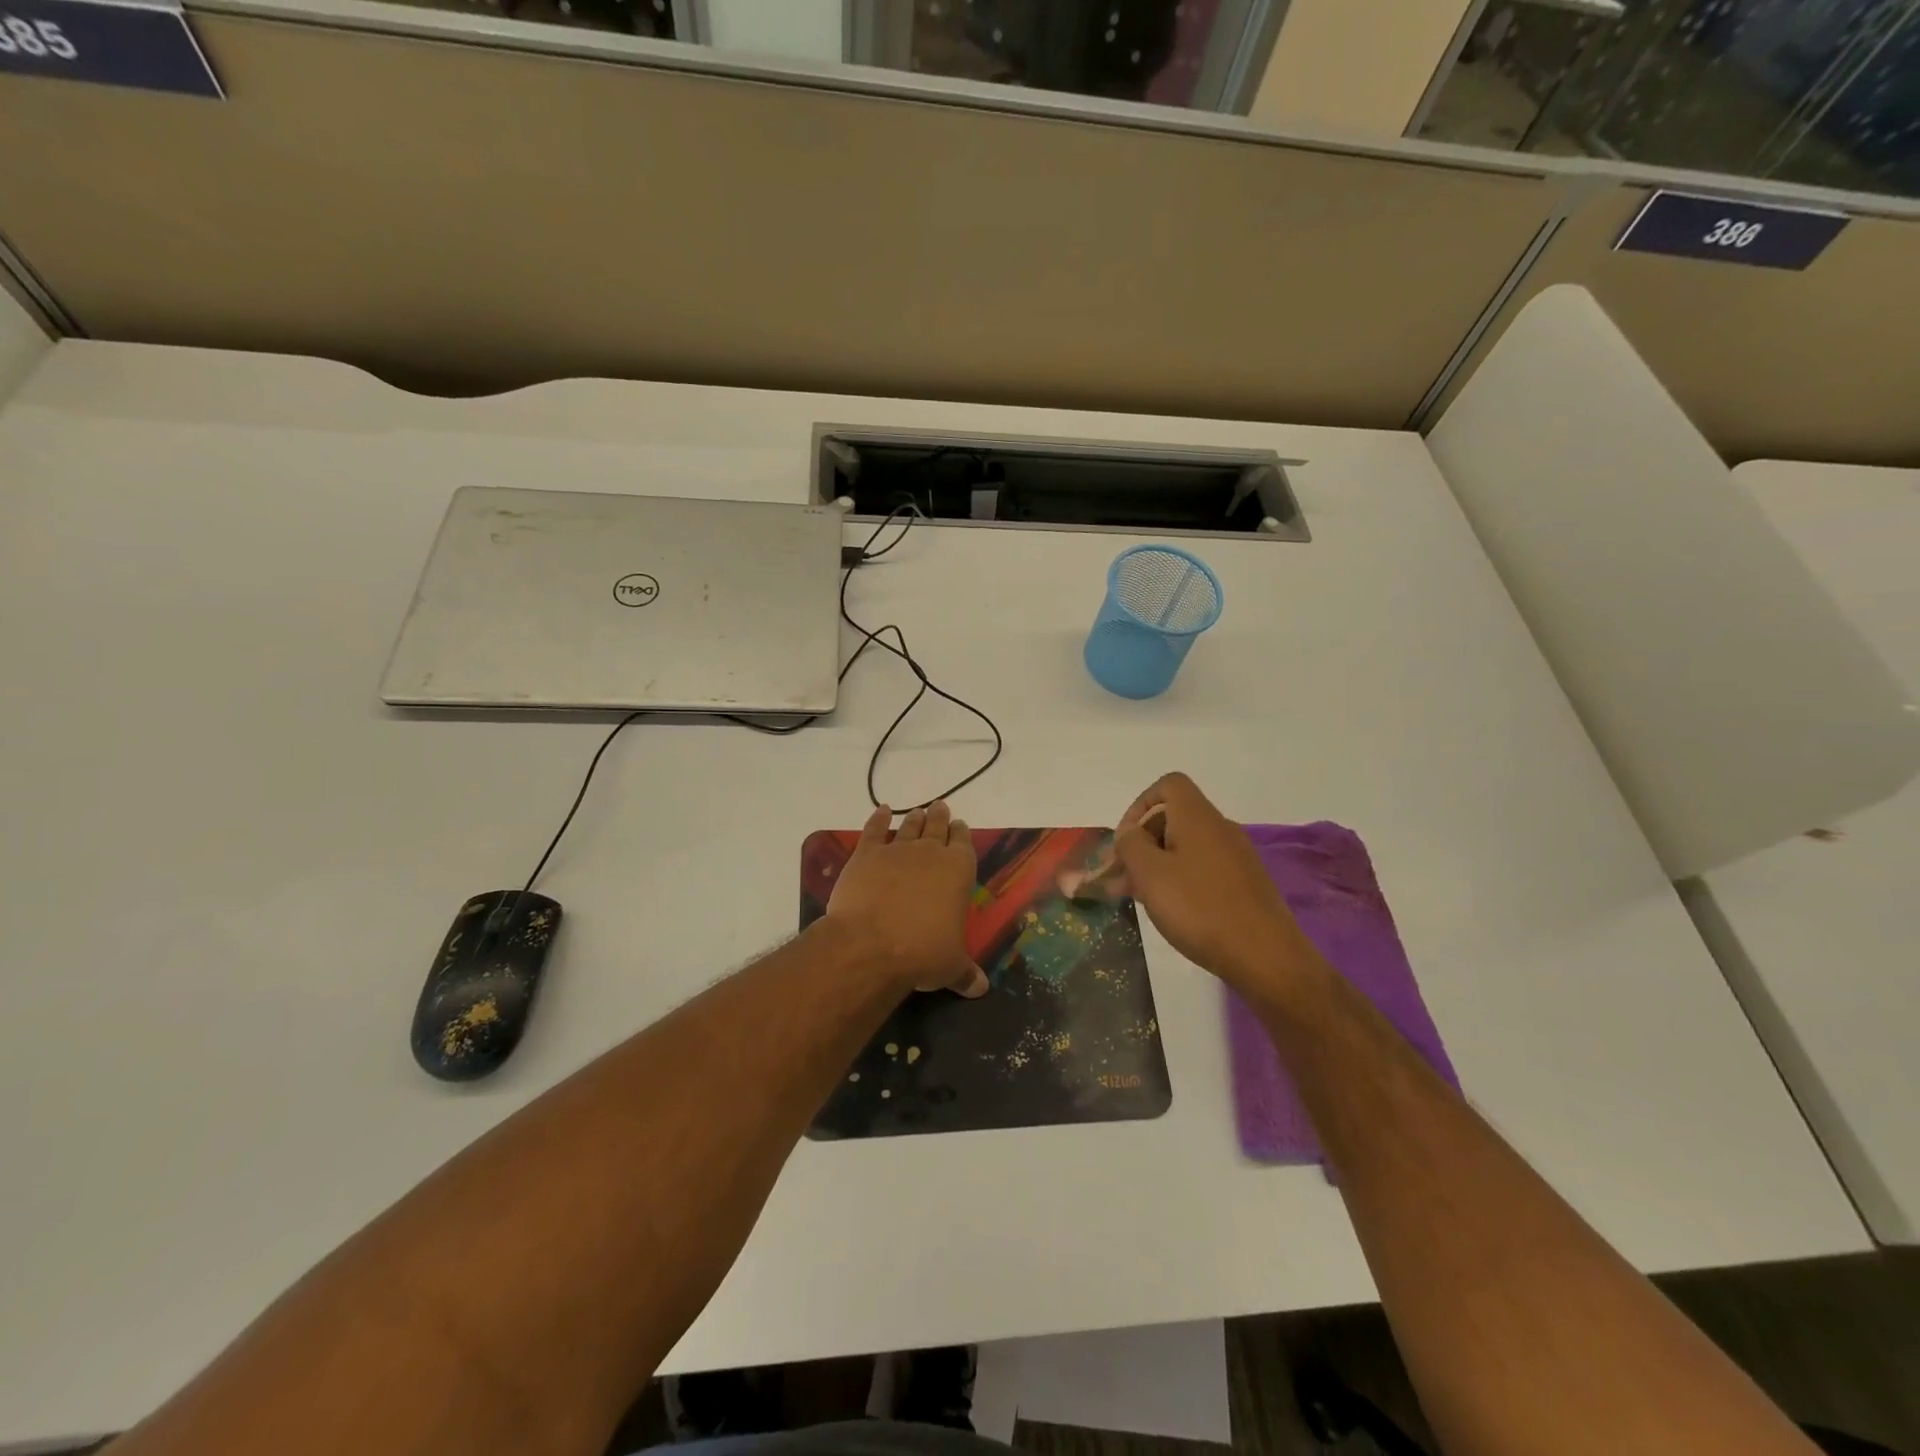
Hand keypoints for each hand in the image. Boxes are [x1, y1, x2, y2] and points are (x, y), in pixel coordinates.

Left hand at [824, 801, 988, 998]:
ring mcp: (897, 850)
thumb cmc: (922, 953)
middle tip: (940, 807)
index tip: (960, 826)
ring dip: (915, 818)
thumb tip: (980, 989)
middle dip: (940, 817)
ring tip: (918, 811)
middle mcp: (930, 853)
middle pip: (937, 827)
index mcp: (958, 872)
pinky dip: (878, 818)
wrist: (871, 944)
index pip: (964, 844)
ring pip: (910, 826)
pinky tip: (881, 811)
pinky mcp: (866, 854)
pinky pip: (874, 829)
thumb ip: (966, 973)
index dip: (962, 834)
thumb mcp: (951, 967)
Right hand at [1113, 773, 1314, 995]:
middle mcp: (1220, 829)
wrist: (1265, 956)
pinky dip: (1181, 880)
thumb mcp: (1150, 874)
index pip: (1169, 785)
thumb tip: (1130, 831)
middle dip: (1143, 842)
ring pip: (1187, 847)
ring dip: (1158, 865)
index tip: (1127, 840)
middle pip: (1174, 817)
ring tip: (1138, 898)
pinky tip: (1171, 911)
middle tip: (1122, 877)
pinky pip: (1203, 869)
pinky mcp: (1245, 884)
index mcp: (1197, 817)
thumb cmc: (1199, 908)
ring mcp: (1237, 857)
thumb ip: (1131, 845)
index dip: (1140, 804)